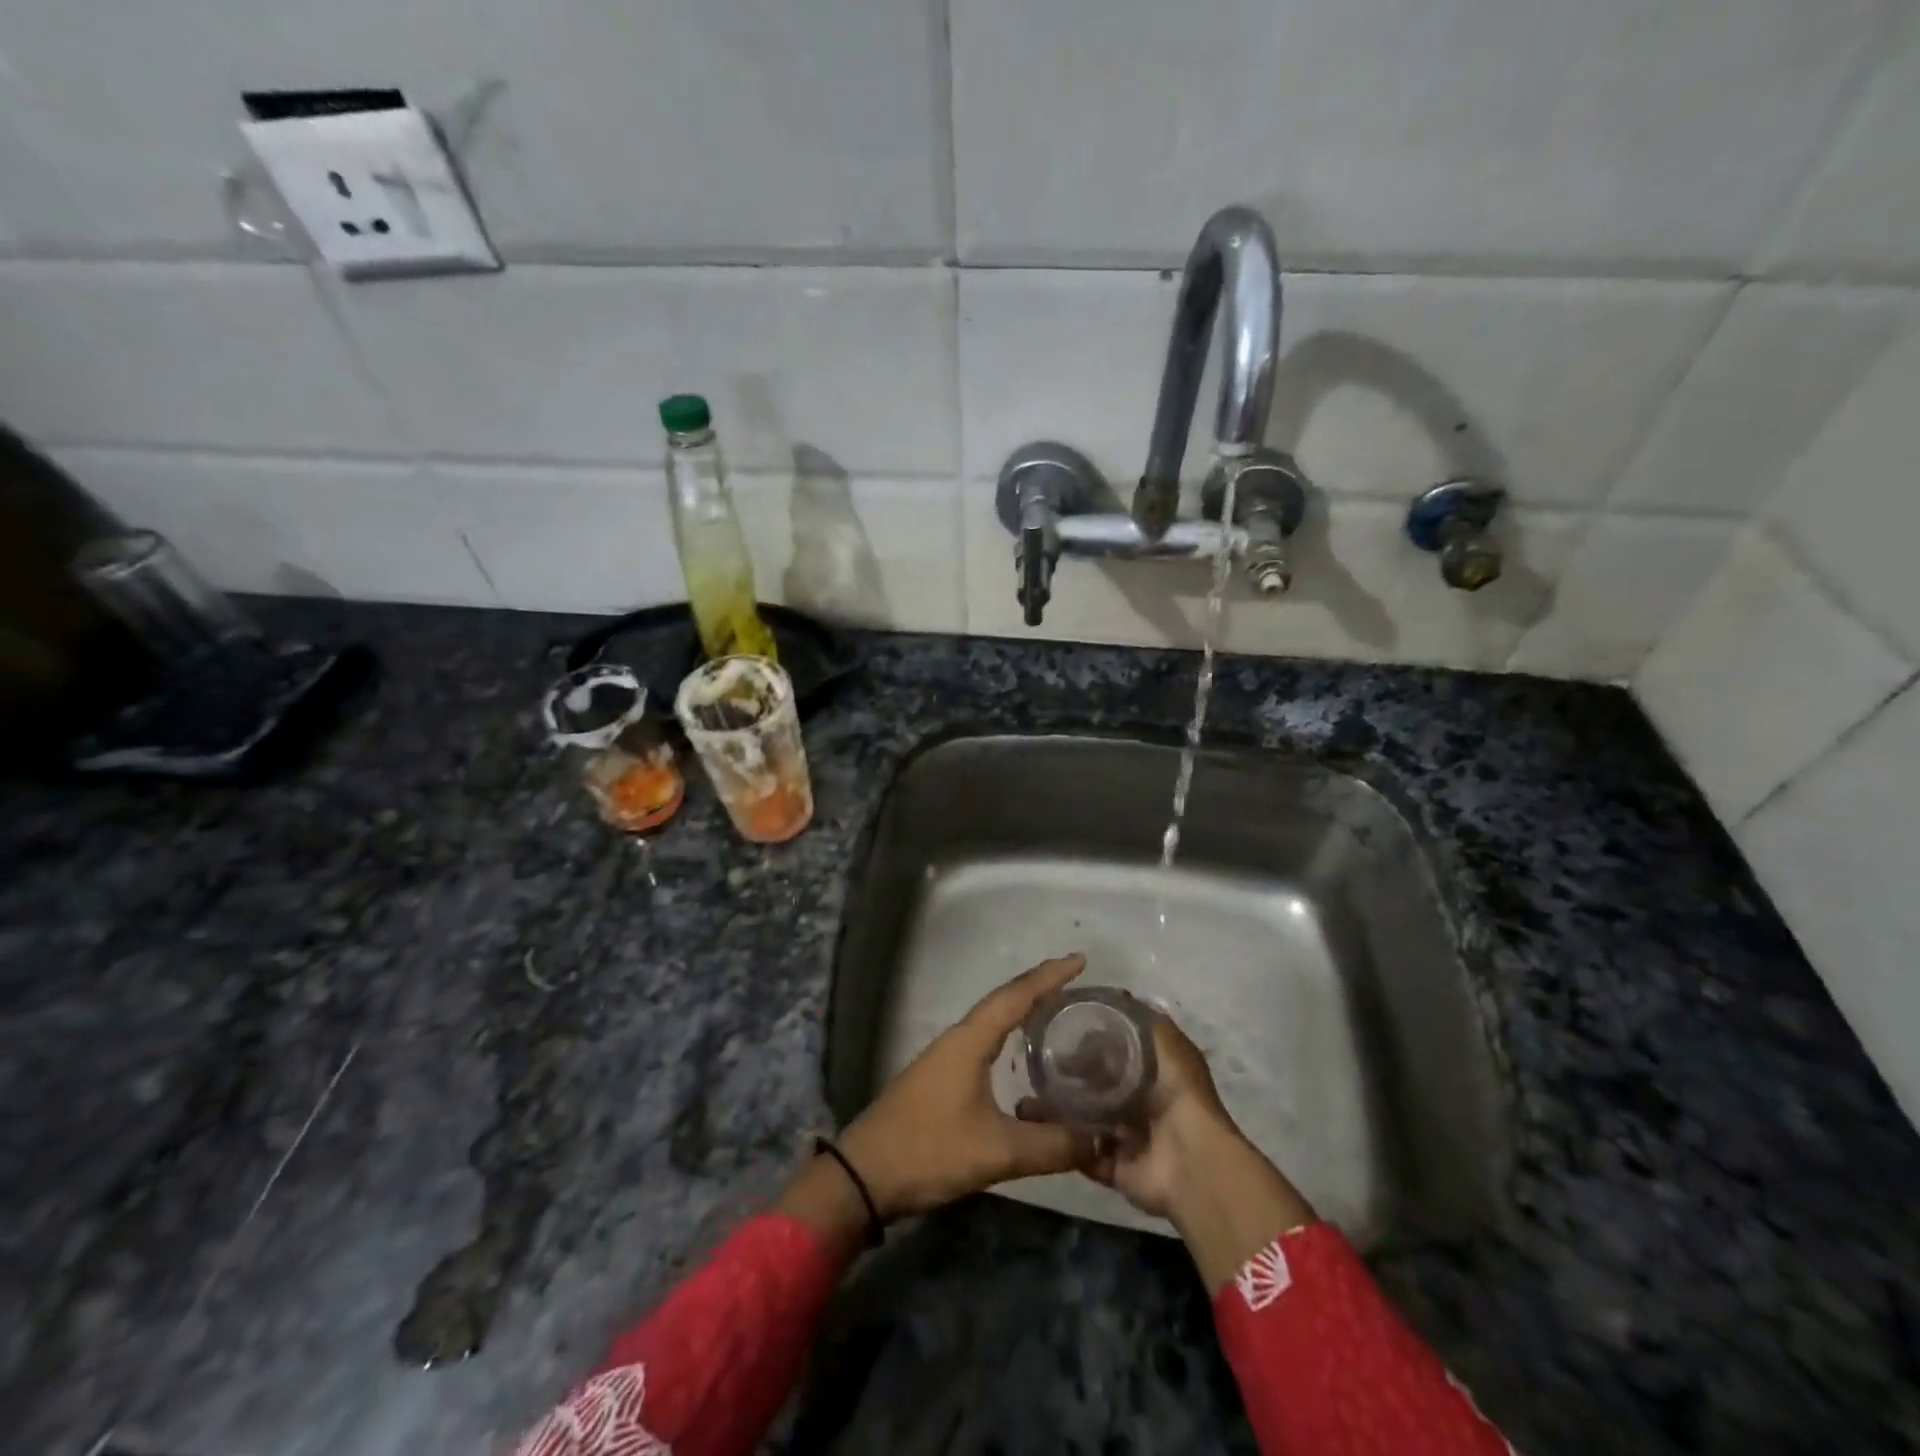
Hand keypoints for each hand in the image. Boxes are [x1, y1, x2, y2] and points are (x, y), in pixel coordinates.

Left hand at [835, 954, 1100, 1220]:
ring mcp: (946, 1057)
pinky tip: (1021, 1053)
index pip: (1016, 996)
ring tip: (1057, 1009)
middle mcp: (958, 1039)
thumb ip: (1052, 1145)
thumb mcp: (997, 1151)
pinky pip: (984, 1041)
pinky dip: (1008, 1035)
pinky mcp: (941, 1078)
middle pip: (1004, 1001)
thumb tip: (1102, 1140)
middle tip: (1075, 981)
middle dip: (1039, 987)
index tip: (1080, 959)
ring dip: (1022, 1009)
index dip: (1049, 976)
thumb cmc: (929, 1151)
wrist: (864, 1177)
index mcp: (970, 1041)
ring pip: (992, 1021)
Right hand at [1022, 1004, 1315, 1291]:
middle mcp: (1141, 1103)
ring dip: (1060, 1110)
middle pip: (1098, 1084)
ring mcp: (1127, 1137)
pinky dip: (1062, 1143)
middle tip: (1038, 1062)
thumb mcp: (1167, 1042)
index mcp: (1156, 1072)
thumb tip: (1118, 995)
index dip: (1091, 1038)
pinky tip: (1035, 1127)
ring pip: (1086, 1118)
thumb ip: (1144, 1019)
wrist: (1189, 1161)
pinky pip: (1082, 1152)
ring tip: (1028, 1097)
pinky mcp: (1114, 1167)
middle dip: (1071, 1075)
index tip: (1059, 1026)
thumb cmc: (1179, 1094)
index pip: (1117, 1050)